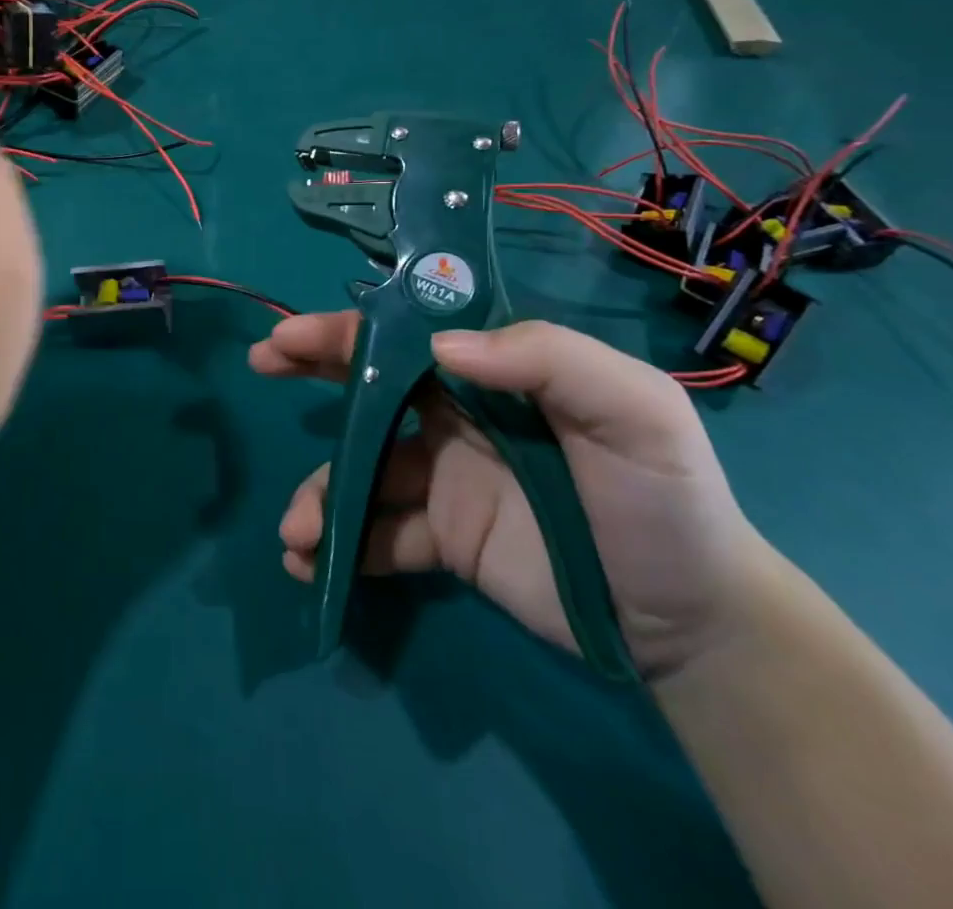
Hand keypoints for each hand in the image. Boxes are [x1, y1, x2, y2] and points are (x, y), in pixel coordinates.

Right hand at [252, 315, 778, 675]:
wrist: (691, 624)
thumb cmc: (664, 499)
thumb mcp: (634, 411)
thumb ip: (549, 358)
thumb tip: (442, 347)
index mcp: (495, 374)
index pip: (409, 335)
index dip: (348, 328)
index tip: (291, 333)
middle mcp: (458, 416)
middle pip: (370, 385)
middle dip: (312, 369)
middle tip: (261, 365)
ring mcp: (444, 479)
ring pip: (363, 469)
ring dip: (322, 493)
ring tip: (298, 532)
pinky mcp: (442, 539)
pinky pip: (380, 535)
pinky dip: (342, 548)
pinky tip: (313, 568)